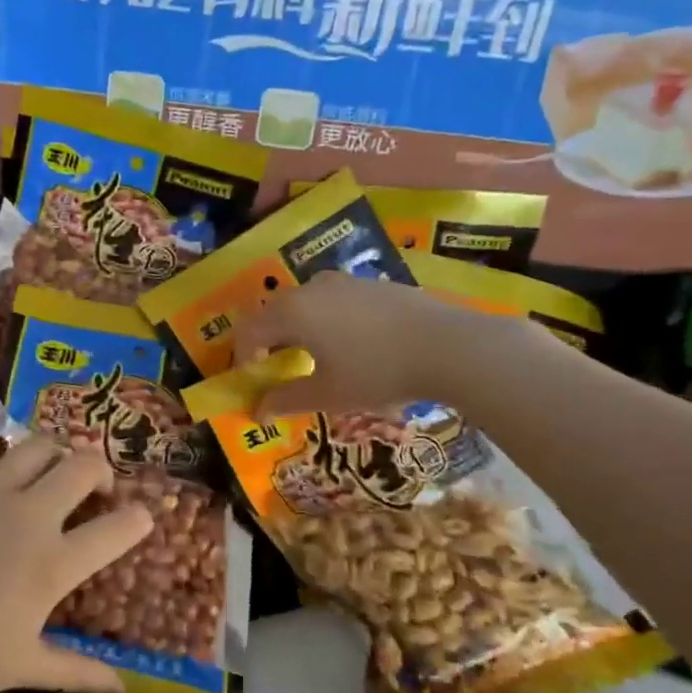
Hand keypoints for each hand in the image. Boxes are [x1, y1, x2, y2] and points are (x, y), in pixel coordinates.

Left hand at [0, 436, 152, 692]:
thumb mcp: (20, 667)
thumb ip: (76, 671)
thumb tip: (122, 689)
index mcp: (53, 563)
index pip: (117, 529)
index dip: (139, 519)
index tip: (142, 517)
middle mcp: (31, 514)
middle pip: (85, 467)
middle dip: (103, 471)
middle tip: (97, 488)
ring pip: (41, 445)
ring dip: (57, 454)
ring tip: (53, 471)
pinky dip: (3, 464)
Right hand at [230, 269, 530, 417]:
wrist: (448, 345)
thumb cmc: (377, 372)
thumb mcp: (328, 394)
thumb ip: (286, 400)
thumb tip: (257, 411)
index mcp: (292, 313)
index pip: (248, 332)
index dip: (243, 358)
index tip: (254, 382)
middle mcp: (311, 288)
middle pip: (274, 313)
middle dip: (269, 342)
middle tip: (280, 370)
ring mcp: (343, 281)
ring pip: (304, 303)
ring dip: (298, 330)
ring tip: (316, 357)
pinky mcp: (371, 282)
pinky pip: (333, 299)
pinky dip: (326, 320)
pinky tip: (352, 344)